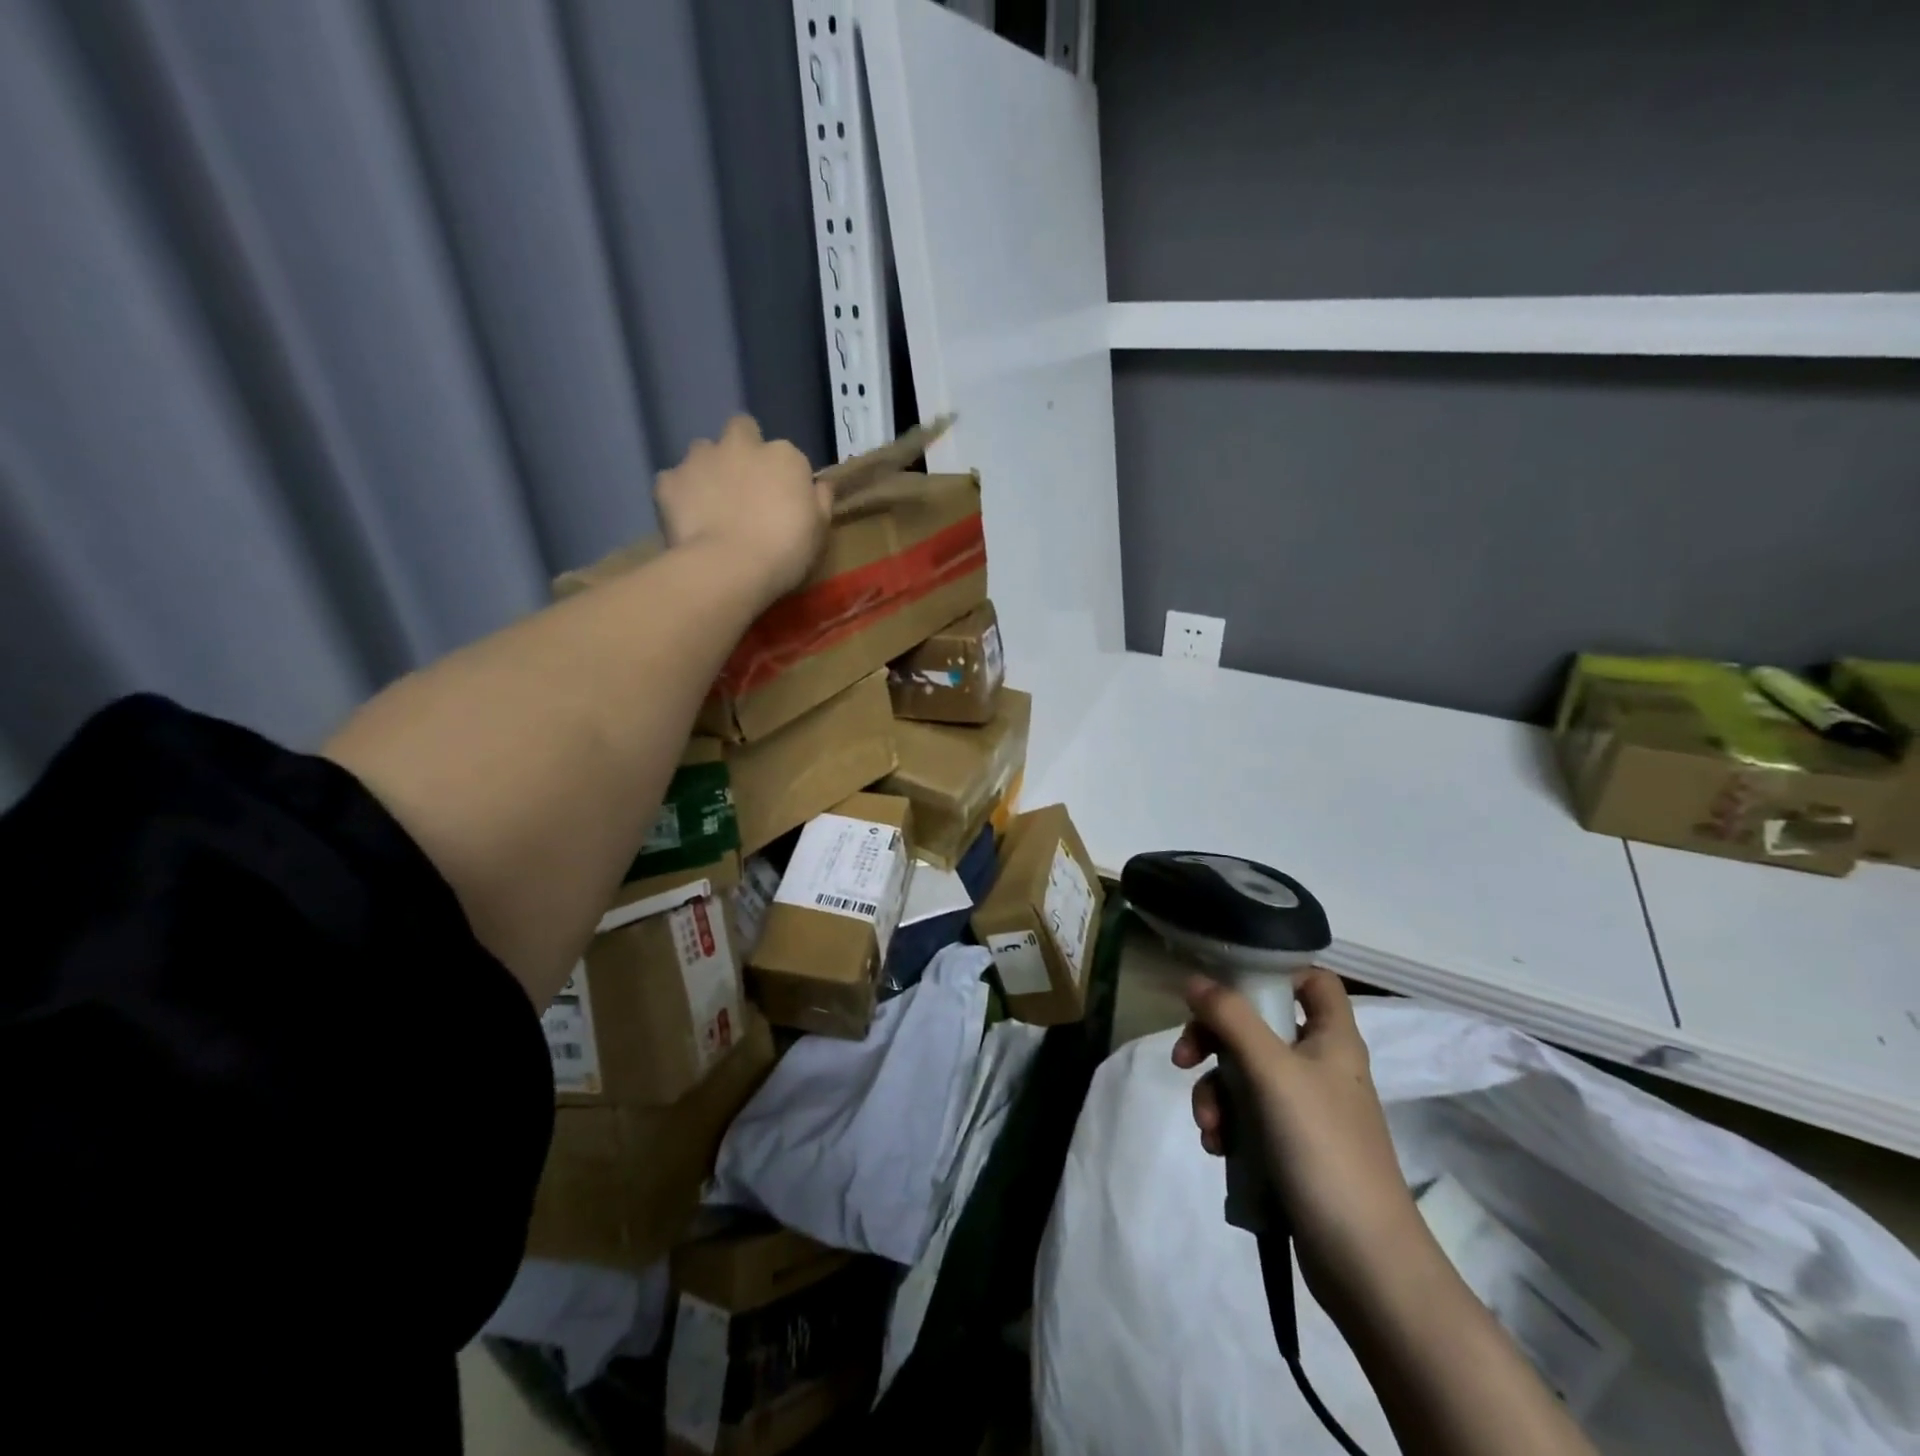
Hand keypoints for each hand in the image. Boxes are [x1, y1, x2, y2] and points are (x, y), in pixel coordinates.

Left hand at [654, 416, 831, 602]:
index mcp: (784, 456)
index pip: (786, 454)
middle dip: (742, 449)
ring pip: (703, 451)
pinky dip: (679, 495)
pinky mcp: (669, 480)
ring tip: (711, 504)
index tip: (782, 500)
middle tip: (744, 486)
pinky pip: (673, 481)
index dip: (782, 475)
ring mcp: (700, 458)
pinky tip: (687, 520)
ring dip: (708, 469)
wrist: (729, 568)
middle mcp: (741, 445)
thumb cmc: (785, 551)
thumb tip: (820, 485)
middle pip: (741, 430)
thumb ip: (820, 501)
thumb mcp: (819, 531)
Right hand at [1173, 971, 1429, 1310]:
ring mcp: (1305, 1108)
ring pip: (1244, 1072)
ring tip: (1209, 1126)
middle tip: (1184, 1057)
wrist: (1364, 1260)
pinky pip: (1247, 1114)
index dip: (1275, 972)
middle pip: (1258, 1025)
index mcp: (1331, 1038)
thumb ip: (1231, 1018)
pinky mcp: (1291, 1145)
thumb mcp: (1271, 1071)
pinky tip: (1218, 1147)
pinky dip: (1227, 1122)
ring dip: (1214, 1091)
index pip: (1313, 980)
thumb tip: (1193, 979)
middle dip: (1214, 1040)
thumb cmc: (1323, 1147)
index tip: (1228, 982)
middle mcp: (1319, 1065)